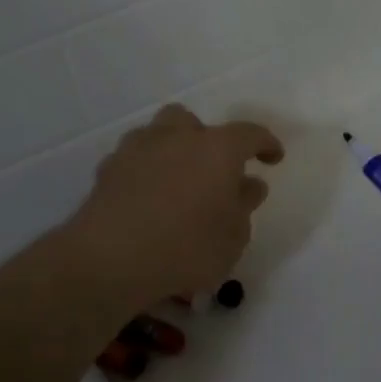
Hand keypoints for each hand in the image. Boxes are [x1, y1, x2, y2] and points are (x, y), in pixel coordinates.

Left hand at [65, 104, 283, 308]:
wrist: (110, 259)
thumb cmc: (187, 247)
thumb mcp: (233, 237)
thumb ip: (243, 206)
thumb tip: (248, 185)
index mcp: (217, 148)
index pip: (250, 134)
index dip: (266, 143)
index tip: (273, 157)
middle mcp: (177, 137)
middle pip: (193, 122)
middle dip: (205, 139)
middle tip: (211, 169)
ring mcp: (137, 149)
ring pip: (157, 134)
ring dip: (170, 150)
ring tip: (176, 182)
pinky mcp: (107, 169)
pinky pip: (133, 160)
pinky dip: (143, 172)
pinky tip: (145, 199)